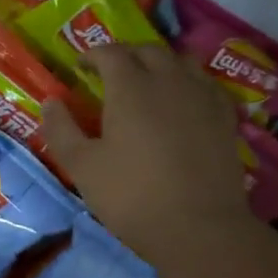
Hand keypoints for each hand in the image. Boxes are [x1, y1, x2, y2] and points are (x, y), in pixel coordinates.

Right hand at [41, 43, 253, 260]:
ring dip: (160, 64)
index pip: (110, 53)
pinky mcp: (226, 117)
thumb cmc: (130, 195)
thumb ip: (61, 129)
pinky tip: (183, 101)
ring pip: (182, 62)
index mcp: (130, 88)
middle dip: (126, 54)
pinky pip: (206, 85)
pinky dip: (189, 83)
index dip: (92, 54)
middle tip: (110, 72)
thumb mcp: (81, 166)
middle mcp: (169, 81)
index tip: (80, 66)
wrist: (198, 227)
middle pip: (148, 51)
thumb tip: (51, 101)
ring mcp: (203, 97)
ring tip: (148, 81)